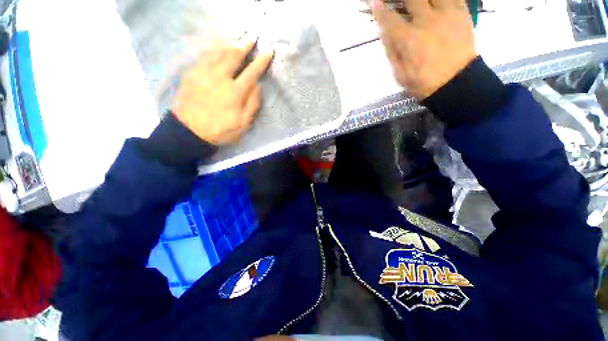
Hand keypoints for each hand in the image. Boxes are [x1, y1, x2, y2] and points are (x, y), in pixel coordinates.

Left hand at [172, 39, 273, 144]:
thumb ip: (252, 105)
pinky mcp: (192, 72)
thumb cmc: (220, 130)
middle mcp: (220, 77)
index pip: (252, 72)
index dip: (261, 61)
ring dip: (230, 43)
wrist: (189, 130)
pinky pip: (204, 55)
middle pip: (234, 56)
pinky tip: (219, 45)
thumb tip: (258, 86)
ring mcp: (203, 72)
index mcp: (235, 92)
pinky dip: (214, 47)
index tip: (269, 51)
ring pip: (219, 52)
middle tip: (253, 37)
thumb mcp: (243, 124)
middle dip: (245, 45)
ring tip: (238, 36)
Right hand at [372, 0, 476, 98]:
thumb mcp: (400, 74)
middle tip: (399, 2)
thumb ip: (391, 52)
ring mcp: (446, 14)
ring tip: (419, 3)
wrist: (456, 83)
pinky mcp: (461, 14)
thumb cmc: (423, 83)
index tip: (376, 2)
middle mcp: (426, 21)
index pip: (390, 19)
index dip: (380, 10)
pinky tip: (436, 3)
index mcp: (409, 40)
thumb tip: (384, 33)